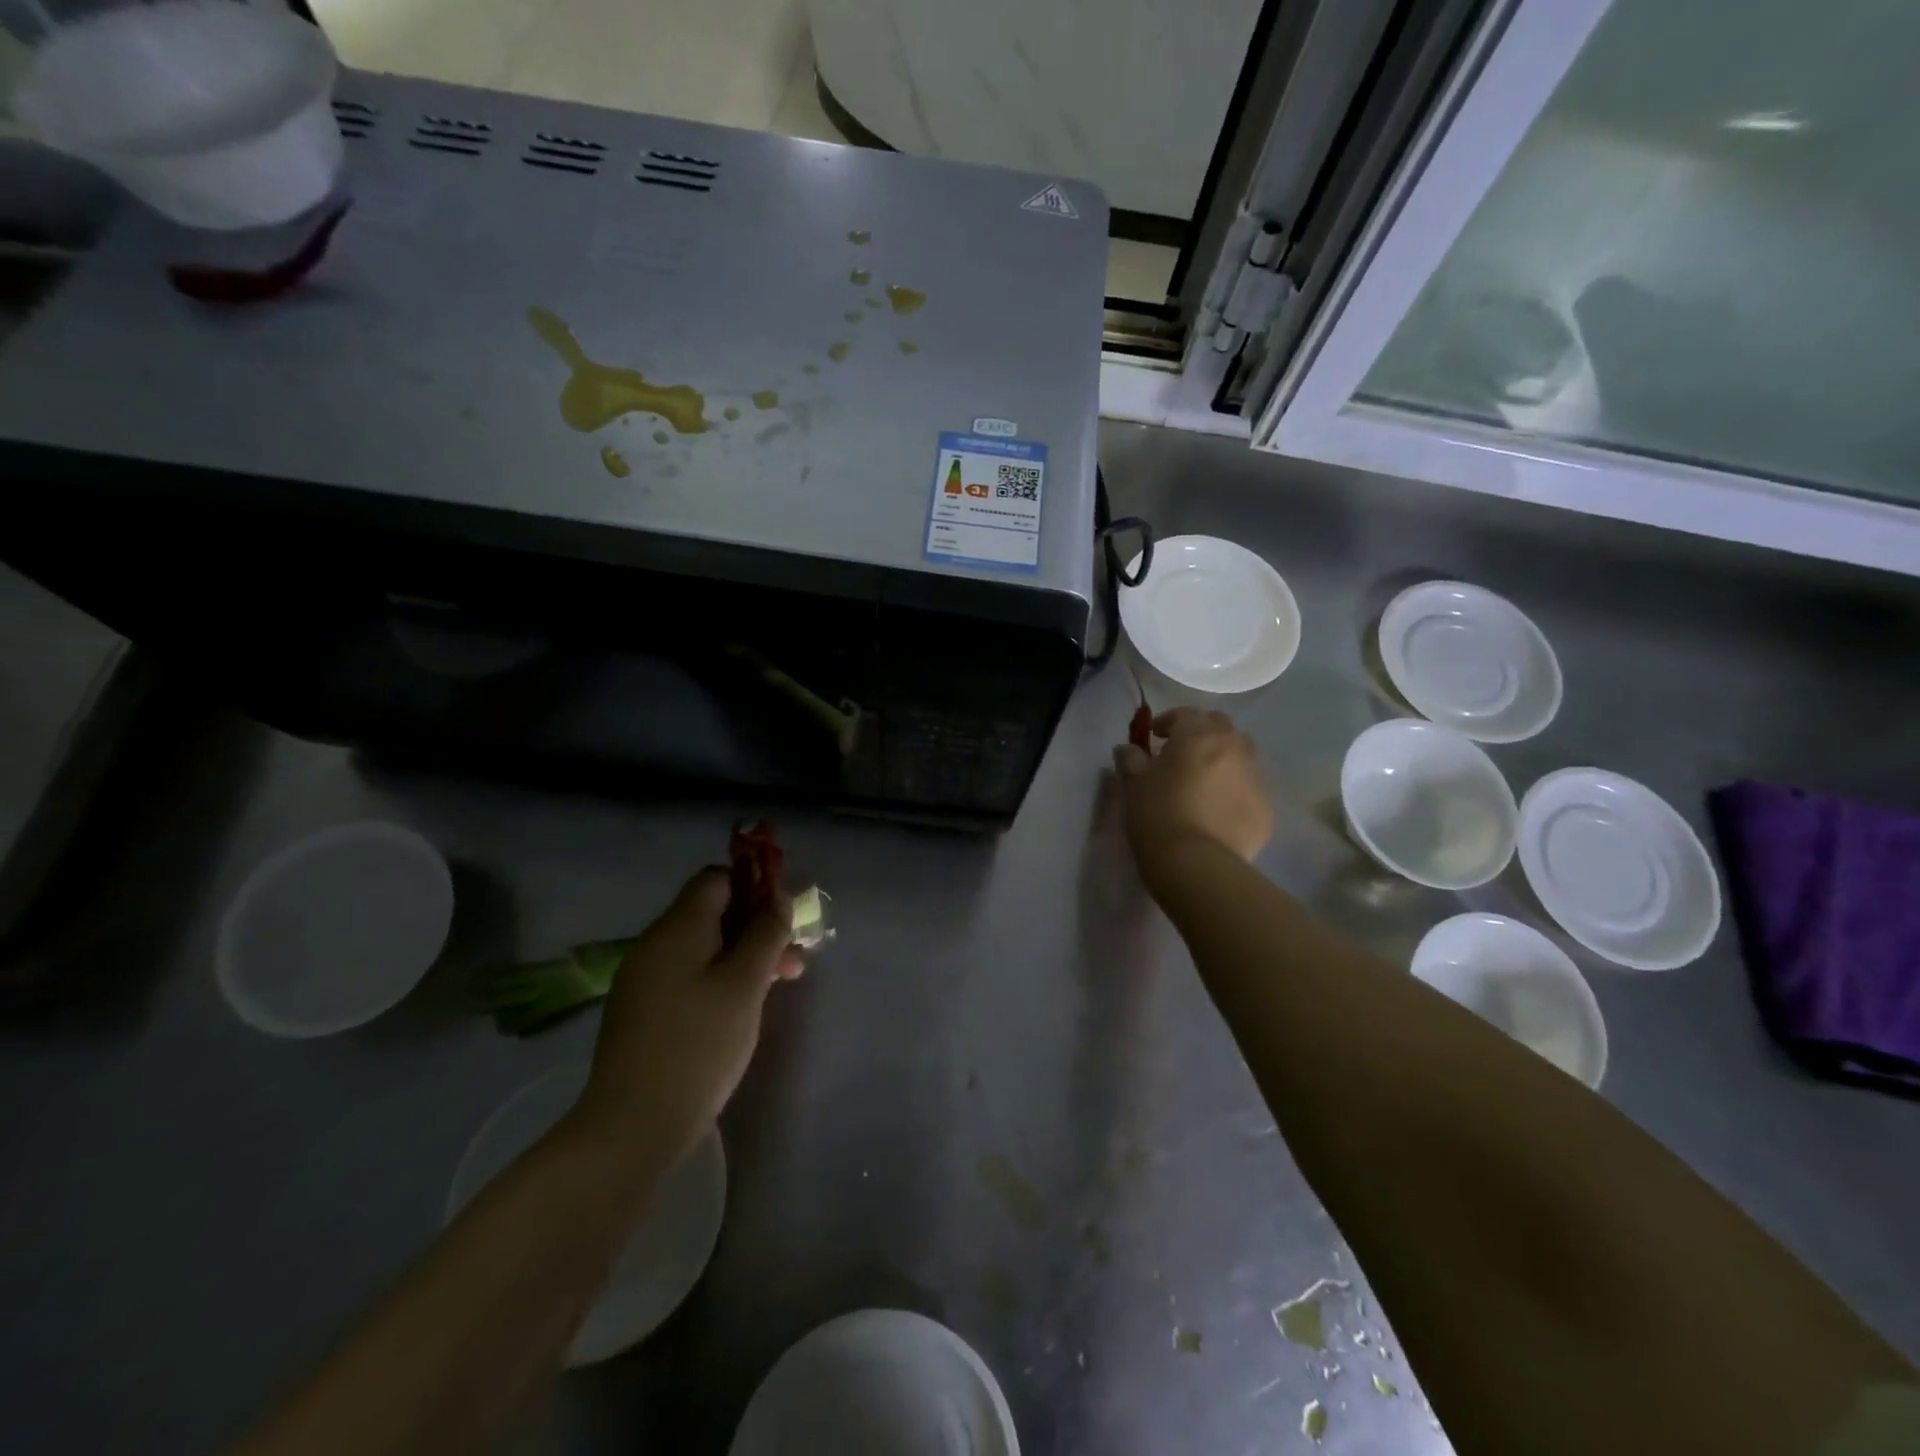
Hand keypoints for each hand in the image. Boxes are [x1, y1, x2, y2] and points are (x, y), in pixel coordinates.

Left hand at [570, 868, 802, 1174]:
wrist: (632, 1126)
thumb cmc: (699, 1045)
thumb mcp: (745, 984)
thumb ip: (765, 934)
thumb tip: (777, 898)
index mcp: (677, 927)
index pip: (716, 879)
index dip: (754, 886)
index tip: (784, 916)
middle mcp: (655, 944)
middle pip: (712, 914)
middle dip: (757, 928)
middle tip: (793, 960)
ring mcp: (644, 979)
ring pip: (703, 948)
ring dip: (744, 956)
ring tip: (780, 984)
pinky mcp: (643, 1012)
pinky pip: (688, 976)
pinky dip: (720, 979)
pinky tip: (742, 1008)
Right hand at [1112, 707, 1273, 880]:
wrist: (1196, 864)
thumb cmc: (1157, 815)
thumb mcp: (1133, 784)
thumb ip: (1130, 759)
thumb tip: (1128, 748)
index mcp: (1198, 735)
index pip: (1185, 714)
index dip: (1167, 721)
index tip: (1154, 737)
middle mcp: (1233, 748)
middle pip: (1220, 726)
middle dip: (1201, 733)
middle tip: (1182, 753)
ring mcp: (1255, 778)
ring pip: (1242, 754)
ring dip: (1223, 758)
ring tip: (1205, 780)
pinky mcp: (1266, 808)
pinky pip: (1249, 788)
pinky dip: (1235, 790)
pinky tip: (1219, 811)